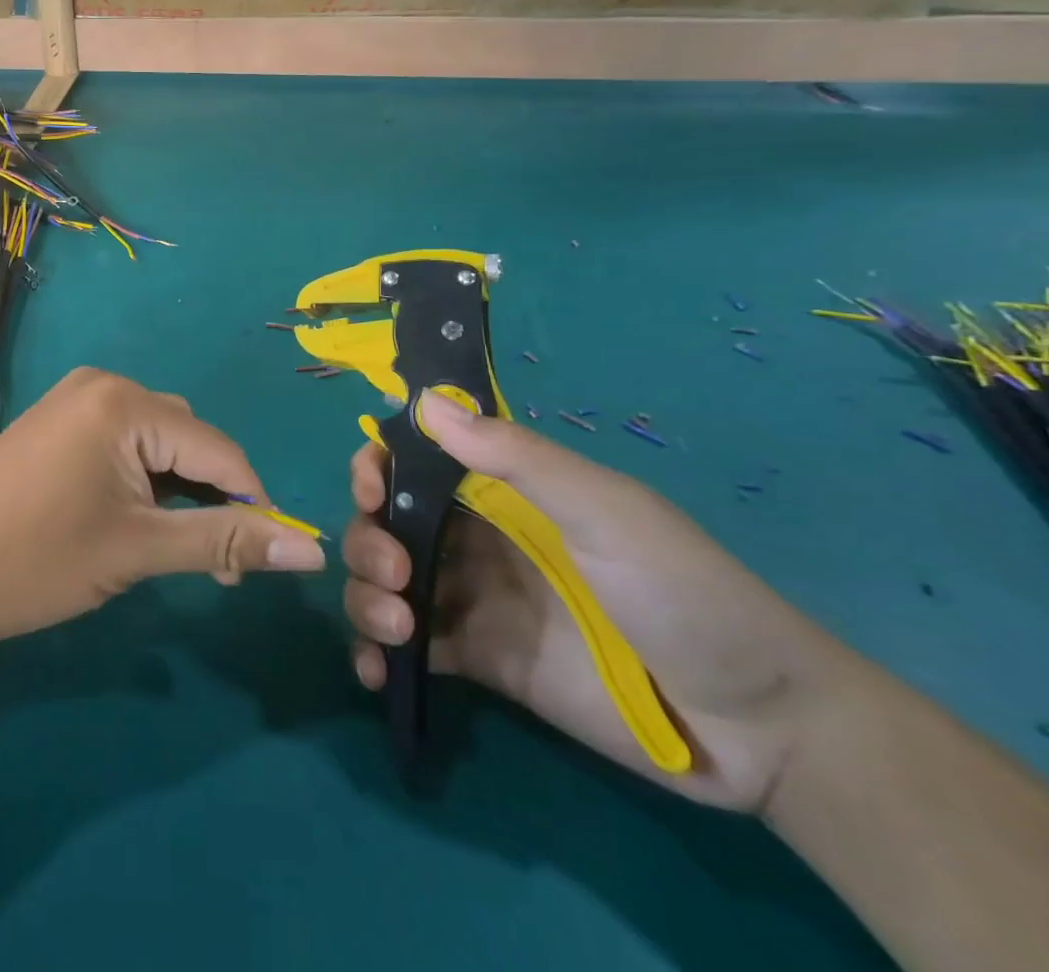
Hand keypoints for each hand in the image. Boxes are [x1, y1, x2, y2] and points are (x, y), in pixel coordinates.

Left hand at [0, 368, 326, 655]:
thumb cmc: (37, 560)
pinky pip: (122, 441)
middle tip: (209, 564)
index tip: (260, 561)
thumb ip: (225, 542)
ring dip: (177, 490)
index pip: (218, 448)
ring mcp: (74, 400)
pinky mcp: (57, 422)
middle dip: (210, 497)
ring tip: (169, 547)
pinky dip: (141, 478)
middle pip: (187, 438)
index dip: (251, 504)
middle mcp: (103, 385)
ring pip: (156, 441)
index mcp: (125, 403)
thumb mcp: (138, 550)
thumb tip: (310, 552)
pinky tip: (133, 518)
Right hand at [341, 390, 854, 811]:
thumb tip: (424, 400)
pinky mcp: (477, 660)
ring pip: (385, 582)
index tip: (369, 489)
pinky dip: (376, 653)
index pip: (414, 462)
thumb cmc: (682, 591)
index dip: (377, 467)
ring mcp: (473, 600)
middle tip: (393, 573)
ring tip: (398, 628)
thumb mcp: (605, 511)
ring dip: (365, 596)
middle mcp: (475, 539)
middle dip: (367, 538)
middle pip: (385, 522)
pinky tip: (376, 671)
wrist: (759, 726)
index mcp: (502, 492)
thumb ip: (516, 457)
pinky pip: (408, 647)